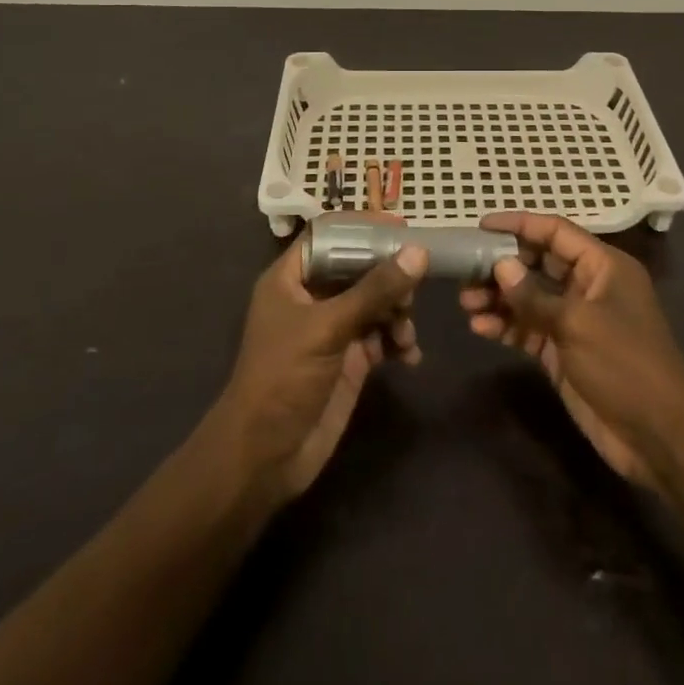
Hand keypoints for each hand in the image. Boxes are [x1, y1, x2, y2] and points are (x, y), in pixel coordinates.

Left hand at [211, 220, 427, 504]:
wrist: (265, 457)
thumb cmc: (283, 378)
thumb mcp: (328, 327)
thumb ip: (374, 290)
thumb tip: (418, 252)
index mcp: (292, 278)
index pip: (329, 235)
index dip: (363, 227)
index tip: (401, 228)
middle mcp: (313, 297)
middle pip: (359, 267)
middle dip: (389, 275)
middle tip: (413, 287)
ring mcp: (333, 329)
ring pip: (375, 301)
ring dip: (397, 311)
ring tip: (405, 332)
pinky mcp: (350, 359)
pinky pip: (382, 336)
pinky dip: (399, 341)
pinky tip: (409, 355)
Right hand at [460, 212, 683, 492]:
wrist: (658, 436)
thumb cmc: (625, 364)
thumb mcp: (578, 324)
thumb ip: (535, 296)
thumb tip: (500, 266)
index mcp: (603, 266)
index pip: (556, 232)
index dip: (519, 224)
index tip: (482, 225)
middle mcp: (588, 287)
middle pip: (539, 264)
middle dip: (502, 265)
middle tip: (465, 271)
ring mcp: (575, 321)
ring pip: (529, 298)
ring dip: (499, 298)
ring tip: (466, 303)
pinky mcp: (563, 352)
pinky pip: (529, 329)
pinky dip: (505, 326)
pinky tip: (480, 328)